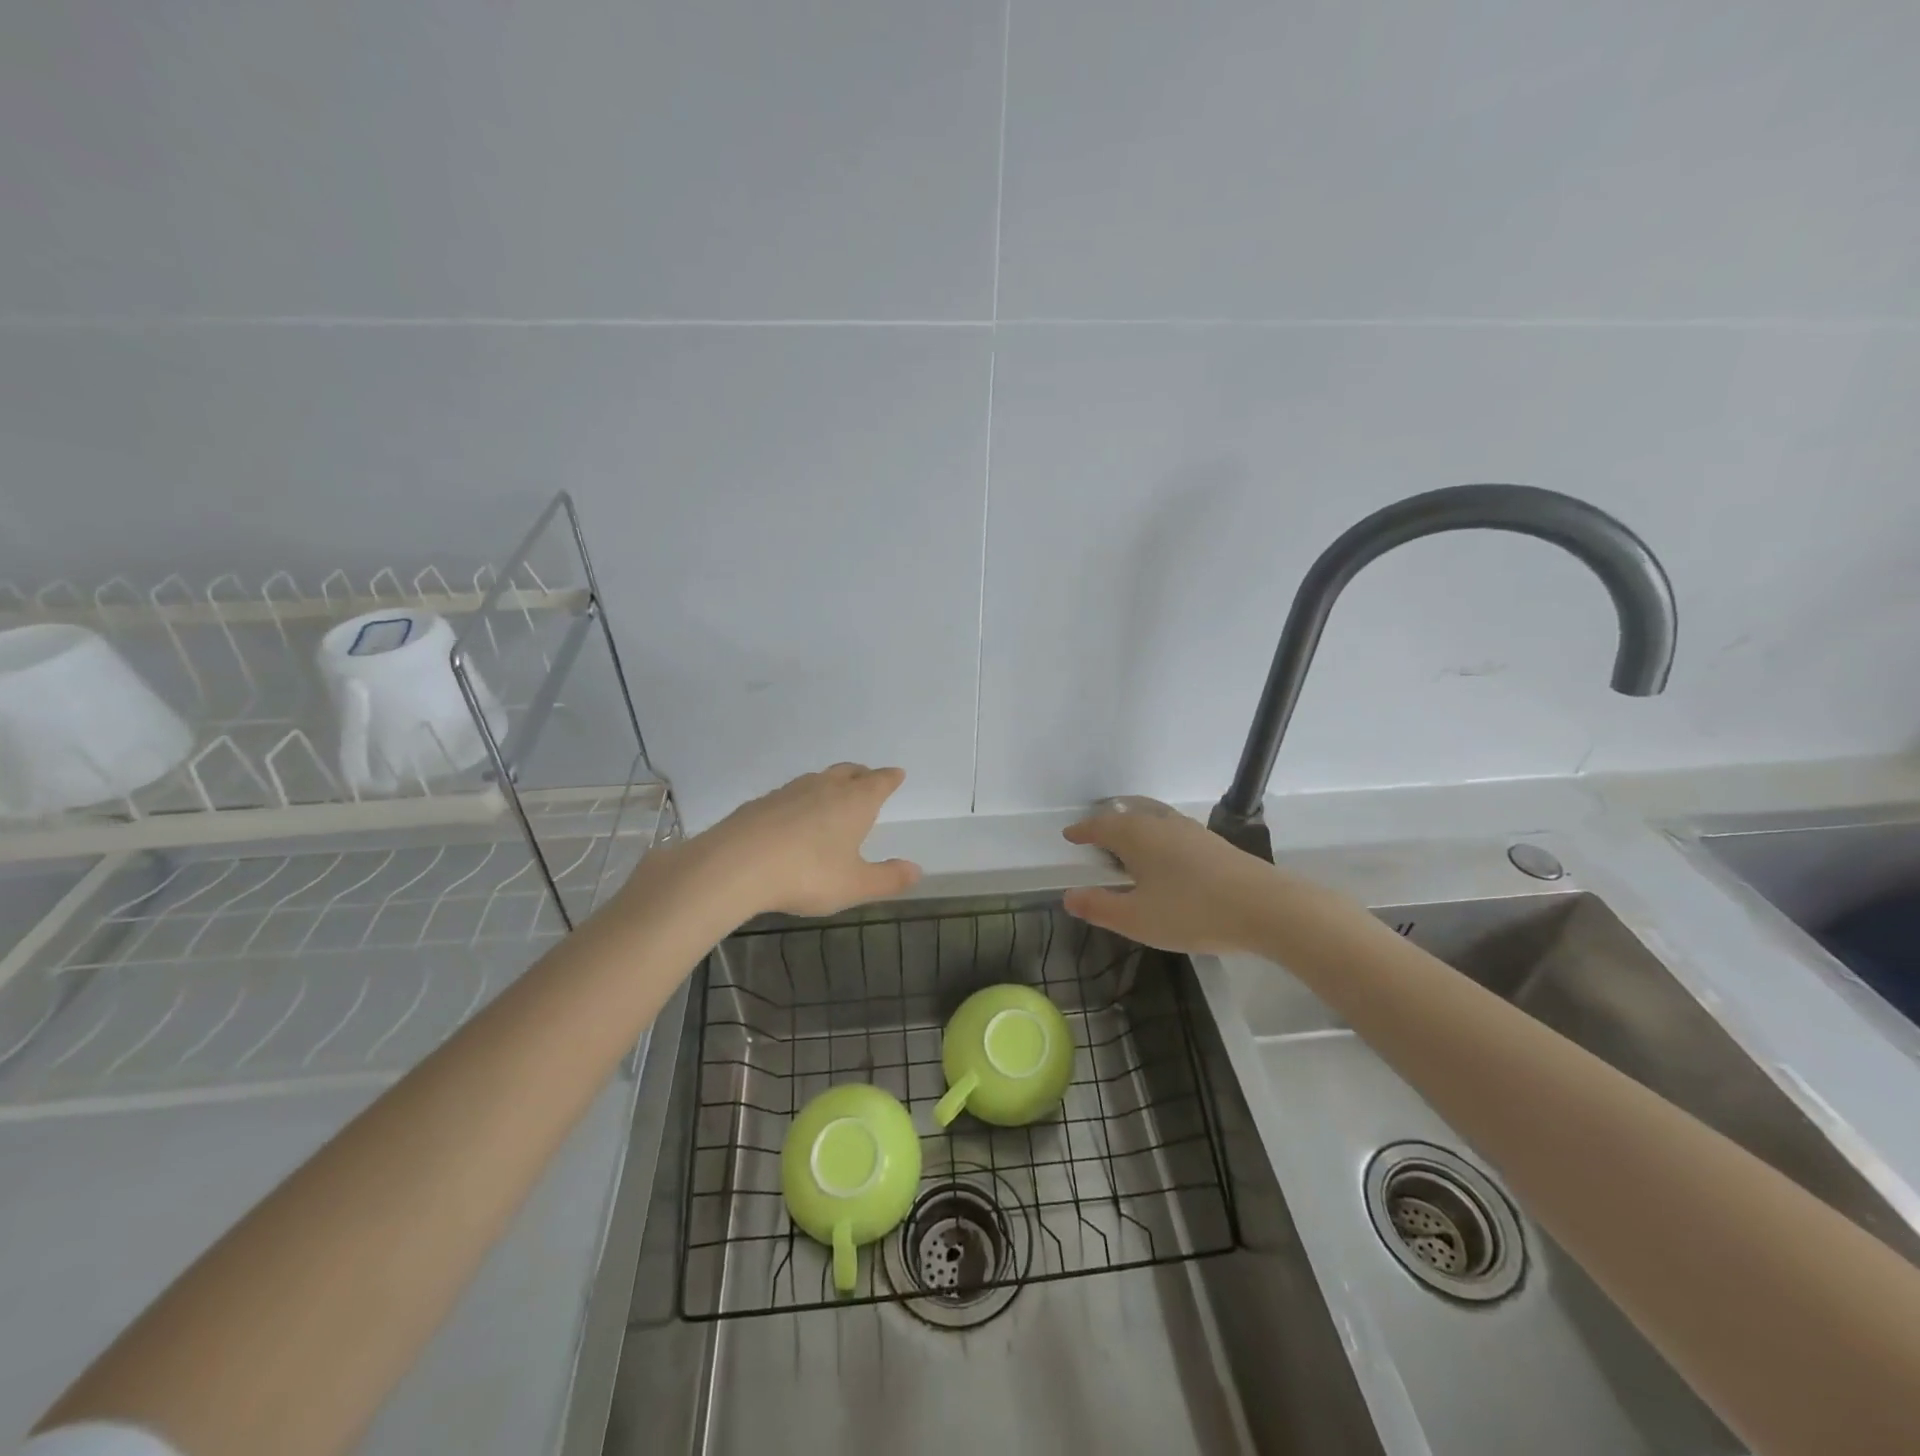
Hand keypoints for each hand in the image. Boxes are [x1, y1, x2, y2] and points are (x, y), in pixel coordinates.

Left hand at [687, 763, 921, 918]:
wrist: (736, 865)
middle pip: (849, 772)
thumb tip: (917, 870)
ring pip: (818, 779)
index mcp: (855, 802)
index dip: (890, 778)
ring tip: (833, 795)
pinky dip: (801, 799)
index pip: (879, 781)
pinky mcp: (761, 803)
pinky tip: (794, 816)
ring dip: (831, 783)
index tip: (897, 774)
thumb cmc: (807, 874)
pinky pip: (790, 794)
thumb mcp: (854, 885)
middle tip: (868, 779)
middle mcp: (825, 787)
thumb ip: (888, 878)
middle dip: (862, 774)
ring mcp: (790, 791)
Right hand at [1061, 808, 1277, 955]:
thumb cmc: (1191, 911)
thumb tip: (1069, 896)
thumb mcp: (1137, 919)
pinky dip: (1157, 838)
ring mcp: (1191, 831)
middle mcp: (1161, 824)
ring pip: (1153, 821)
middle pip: (1127, 817)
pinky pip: (1173, 831)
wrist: (1265, 907)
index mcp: (1136, 836)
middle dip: (1108, 825)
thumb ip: (1100, 907)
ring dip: (1135, 829)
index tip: (1070, 835)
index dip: (1083, 831)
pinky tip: (1166, 859)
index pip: (1101, 826)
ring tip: (1128, 846)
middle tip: (1095, 838)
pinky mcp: (1214, 844)